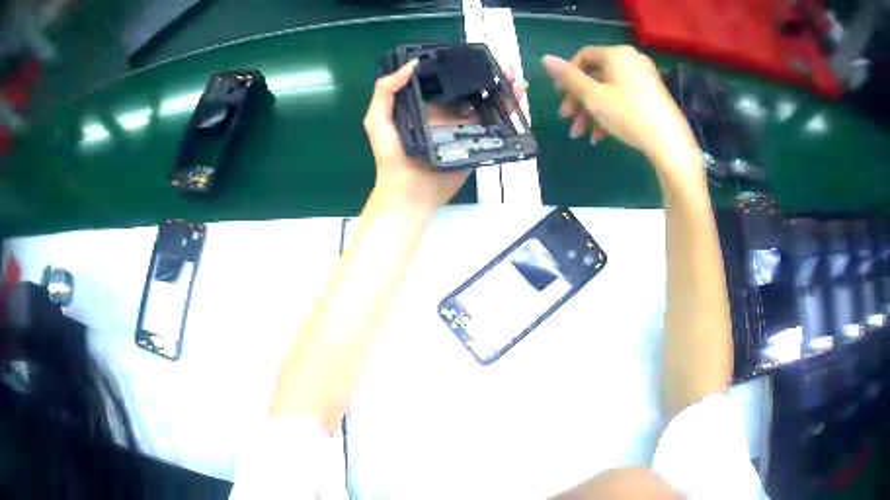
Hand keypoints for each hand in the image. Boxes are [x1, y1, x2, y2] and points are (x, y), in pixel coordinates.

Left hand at [364, 60, 525, 208]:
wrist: (409, 193)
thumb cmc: (391, 156)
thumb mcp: (377, 119)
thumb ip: (386, 91)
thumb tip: (412, 64)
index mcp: (427, 105)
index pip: (449, 81)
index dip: (465, 68)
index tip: (480, 56)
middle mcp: (449, 114)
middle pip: (474, 90)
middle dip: (492, 78)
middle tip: (507, 69)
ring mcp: (465, 130)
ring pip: (489, 106)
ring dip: (505, 92)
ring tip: (517, 82)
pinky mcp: (476, 145)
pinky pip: (496, 128)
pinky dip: (510, 115)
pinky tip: (519, 102)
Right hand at [542, 46, 698, 165]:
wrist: (670, 143)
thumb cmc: (629, 114)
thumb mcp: (593, 96)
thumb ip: (569, 77)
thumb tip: (545, 58)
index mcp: (617, 54)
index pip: (584, 56)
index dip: (568, 75)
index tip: (560, 96)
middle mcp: (631, 61)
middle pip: (596, 76)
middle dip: (579, 99)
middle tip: (567, 119)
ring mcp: (644, 79)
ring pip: (609, 90)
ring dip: (591, 111)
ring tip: (581, 134)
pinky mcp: (652, 96)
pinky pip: (624, 99)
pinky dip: (610, 114)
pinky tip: (600, 136)